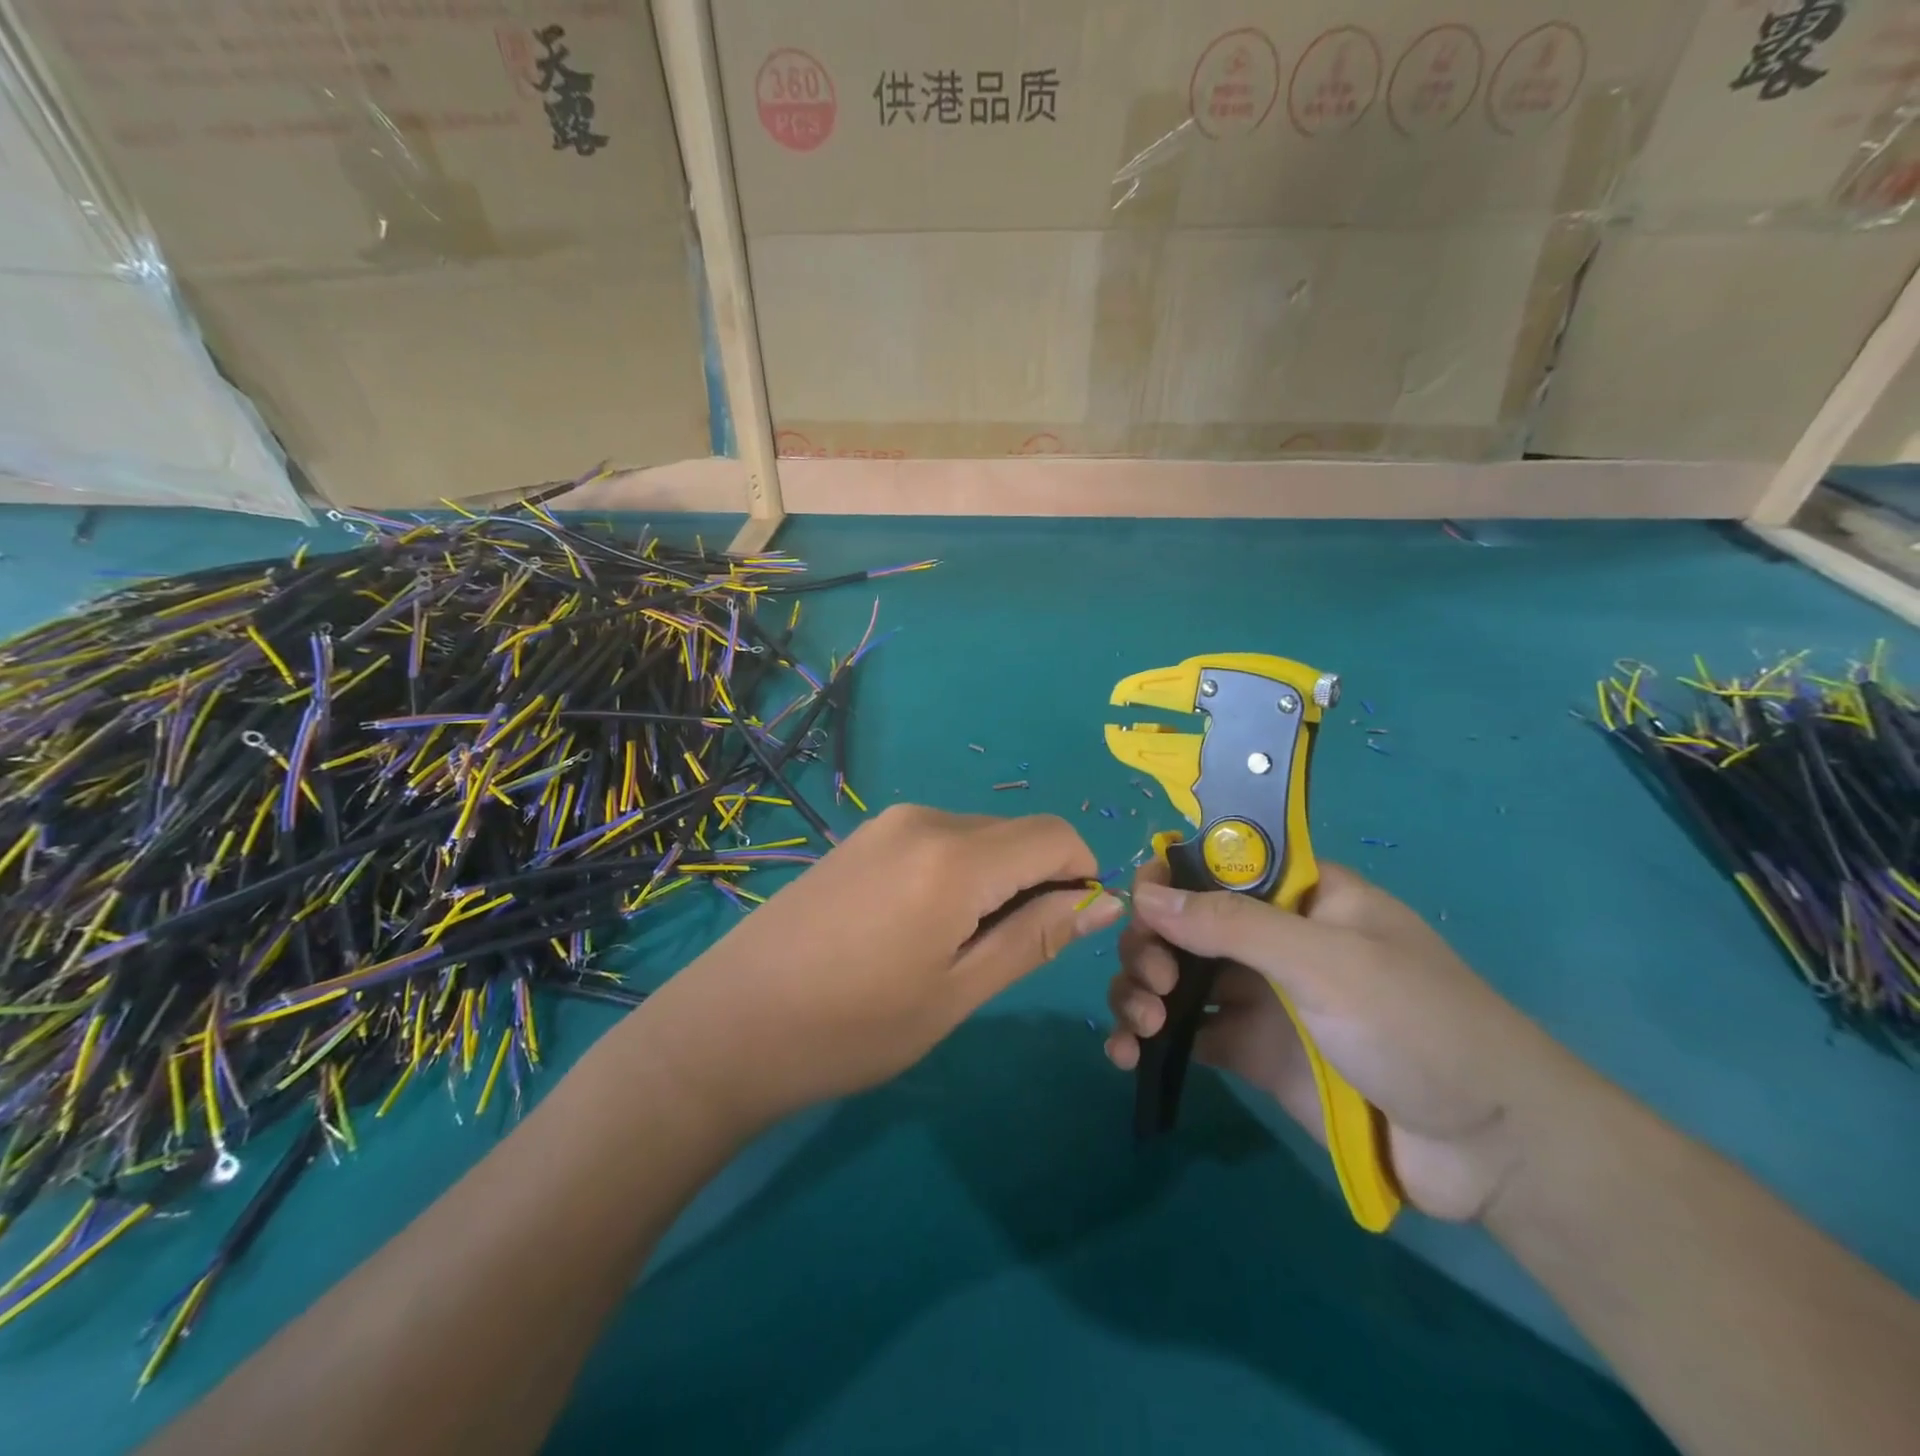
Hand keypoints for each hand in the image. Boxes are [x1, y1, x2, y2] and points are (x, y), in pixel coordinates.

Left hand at [638, 805, 1122, 1129]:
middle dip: (1037, 883)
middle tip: (1002, 956)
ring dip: (995, 883)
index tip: (1068, 932)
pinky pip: (938, 842)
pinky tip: (917, 930)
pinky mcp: (862, 838)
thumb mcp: (957, 992)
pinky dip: (957, 876)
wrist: (729, 1025)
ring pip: (978, 838)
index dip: (1082, 876)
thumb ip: (1035, 937)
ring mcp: (887, 824)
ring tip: (953, 951)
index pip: (1057, 835)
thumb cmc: (852, 1027)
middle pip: (1016, 834)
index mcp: (955, 855)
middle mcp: (925, 819)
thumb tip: (1102, 901)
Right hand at [1105, 861, 1578, 1221]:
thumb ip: (1232, 924)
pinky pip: (1184, 1033)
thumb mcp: (1326, 961)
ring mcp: (1258, 996)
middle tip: (1154, 981)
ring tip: (1140, 1024)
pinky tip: (1127, 1056)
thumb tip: (1144, 893)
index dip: (1169, 879)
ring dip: (1138, 988)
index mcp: (1296, 896)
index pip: (1214, 866)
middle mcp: (1270, 938)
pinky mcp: (1250, 1051)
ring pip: (1173, 976)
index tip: (1141, 907)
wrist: (1490, 1148)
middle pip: (1182, 922)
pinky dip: (1147, 1039)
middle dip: (1151, 944)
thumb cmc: (1417, 1025)